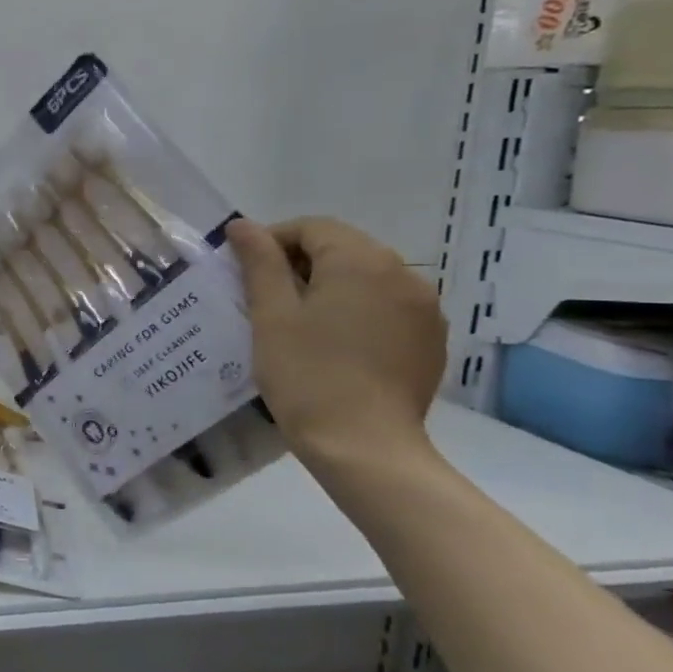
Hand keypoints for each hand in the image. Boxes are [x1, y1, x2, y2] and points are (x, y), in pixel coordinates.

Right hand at [226, 216, 445, 464]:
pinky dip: (356, 310)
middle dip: (300, 263)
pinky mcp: (430, 340)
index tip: (244, 270)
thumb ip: (259, 263)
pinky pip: (387, 307)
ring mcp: (424, 308)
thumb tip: (242, 225)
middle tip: (264, 297)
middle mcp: (403, 274)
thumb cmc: (307, 374)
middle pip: (343, 249)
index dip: (272, 240)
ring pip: (366, 278)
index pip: (312, 227)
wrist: (364, 446)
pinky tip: (334, 343)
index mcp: (361, 261)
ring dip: (330, 286)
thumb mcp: (271, 315)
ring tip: (297, 322)